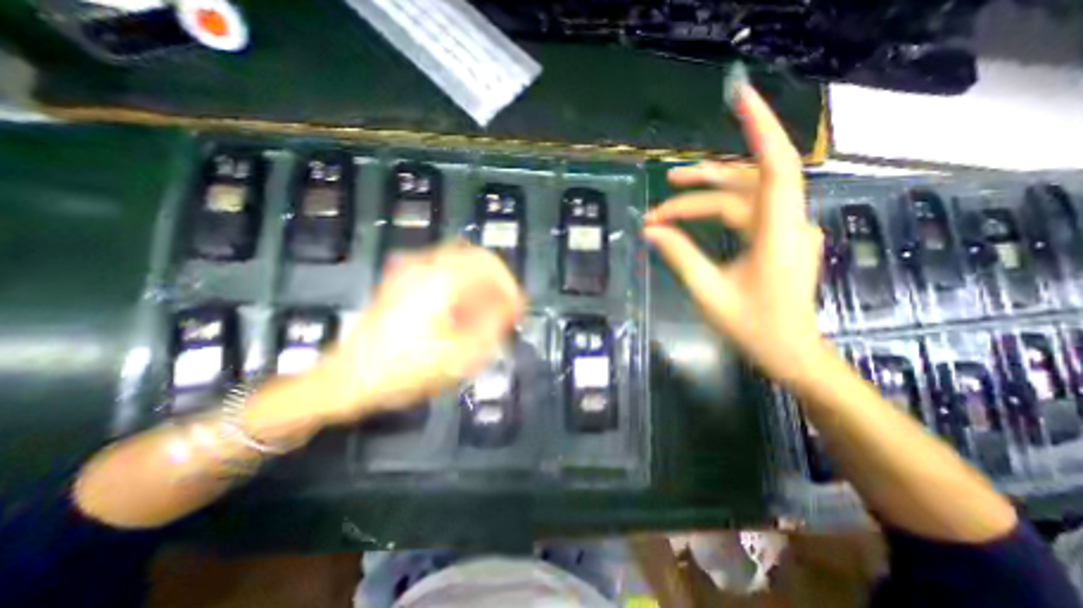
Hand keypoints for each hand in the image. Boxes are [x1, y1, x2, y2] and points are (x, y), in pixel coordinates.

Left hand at [307, 241, 526, 425]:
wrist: (348, 380)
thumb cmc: (406, 369)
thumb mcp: (462, 353)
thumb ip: (494, 323)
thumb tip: (510, 305)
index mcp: (442, 279)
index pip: (489, 263)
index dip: (509, 285)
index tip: (516, 309)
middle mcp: (425, 266)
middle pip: (475, 259)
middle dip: (495, 284)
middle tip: (502, 311)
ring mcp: (409, 272)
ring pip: (459, 264)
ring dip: (478, 285)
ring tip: (483, 315)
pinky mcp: (401, 282)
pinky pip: (442, 273)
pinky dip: (460, 287)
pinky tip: (460, 313)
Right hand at [640, 84, 831, 385]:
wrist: (789, 351)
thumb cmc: (751, 326)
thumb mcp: (708, 291)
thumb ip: (680, 256)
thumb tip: (652, 231)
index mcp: (778, 233)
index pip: (775, 167)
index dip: (761, 128)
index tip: (740, 98)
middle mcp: (789, 222)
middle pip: (745, 184)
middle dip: (703, 181)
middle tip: (666, 185)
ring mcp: (787, 229)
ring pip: (744, 197)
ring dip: (707, 195)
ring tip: (670, 197)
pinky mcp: (780, 238)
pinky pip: (747, 212)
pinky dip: (717, 211)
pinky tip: (695, 216)